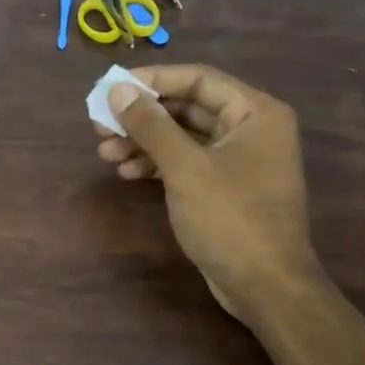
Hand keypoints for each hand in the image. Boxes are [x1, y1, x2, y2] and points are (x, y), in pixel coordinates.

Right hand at [93, 63, 319, 324]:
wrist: (264, 285)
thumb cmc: (230, 218)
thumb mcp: (185, 168)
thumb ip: (150, 126)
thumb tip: (117, 91)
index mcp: (255, 112)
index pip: (197, 79)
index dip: (151, 80)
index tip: (110, 89)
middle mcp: (250, 128)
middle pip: (186, 107)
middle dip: (142, 117)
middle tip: (100, 125)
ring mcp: (238, 159)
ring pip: (181, 137)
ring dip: (143, 142)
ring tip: (105, 153)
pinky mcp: (224, 186)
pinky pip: (185, 161)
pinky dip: (156, 164)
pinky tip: (127, 173)